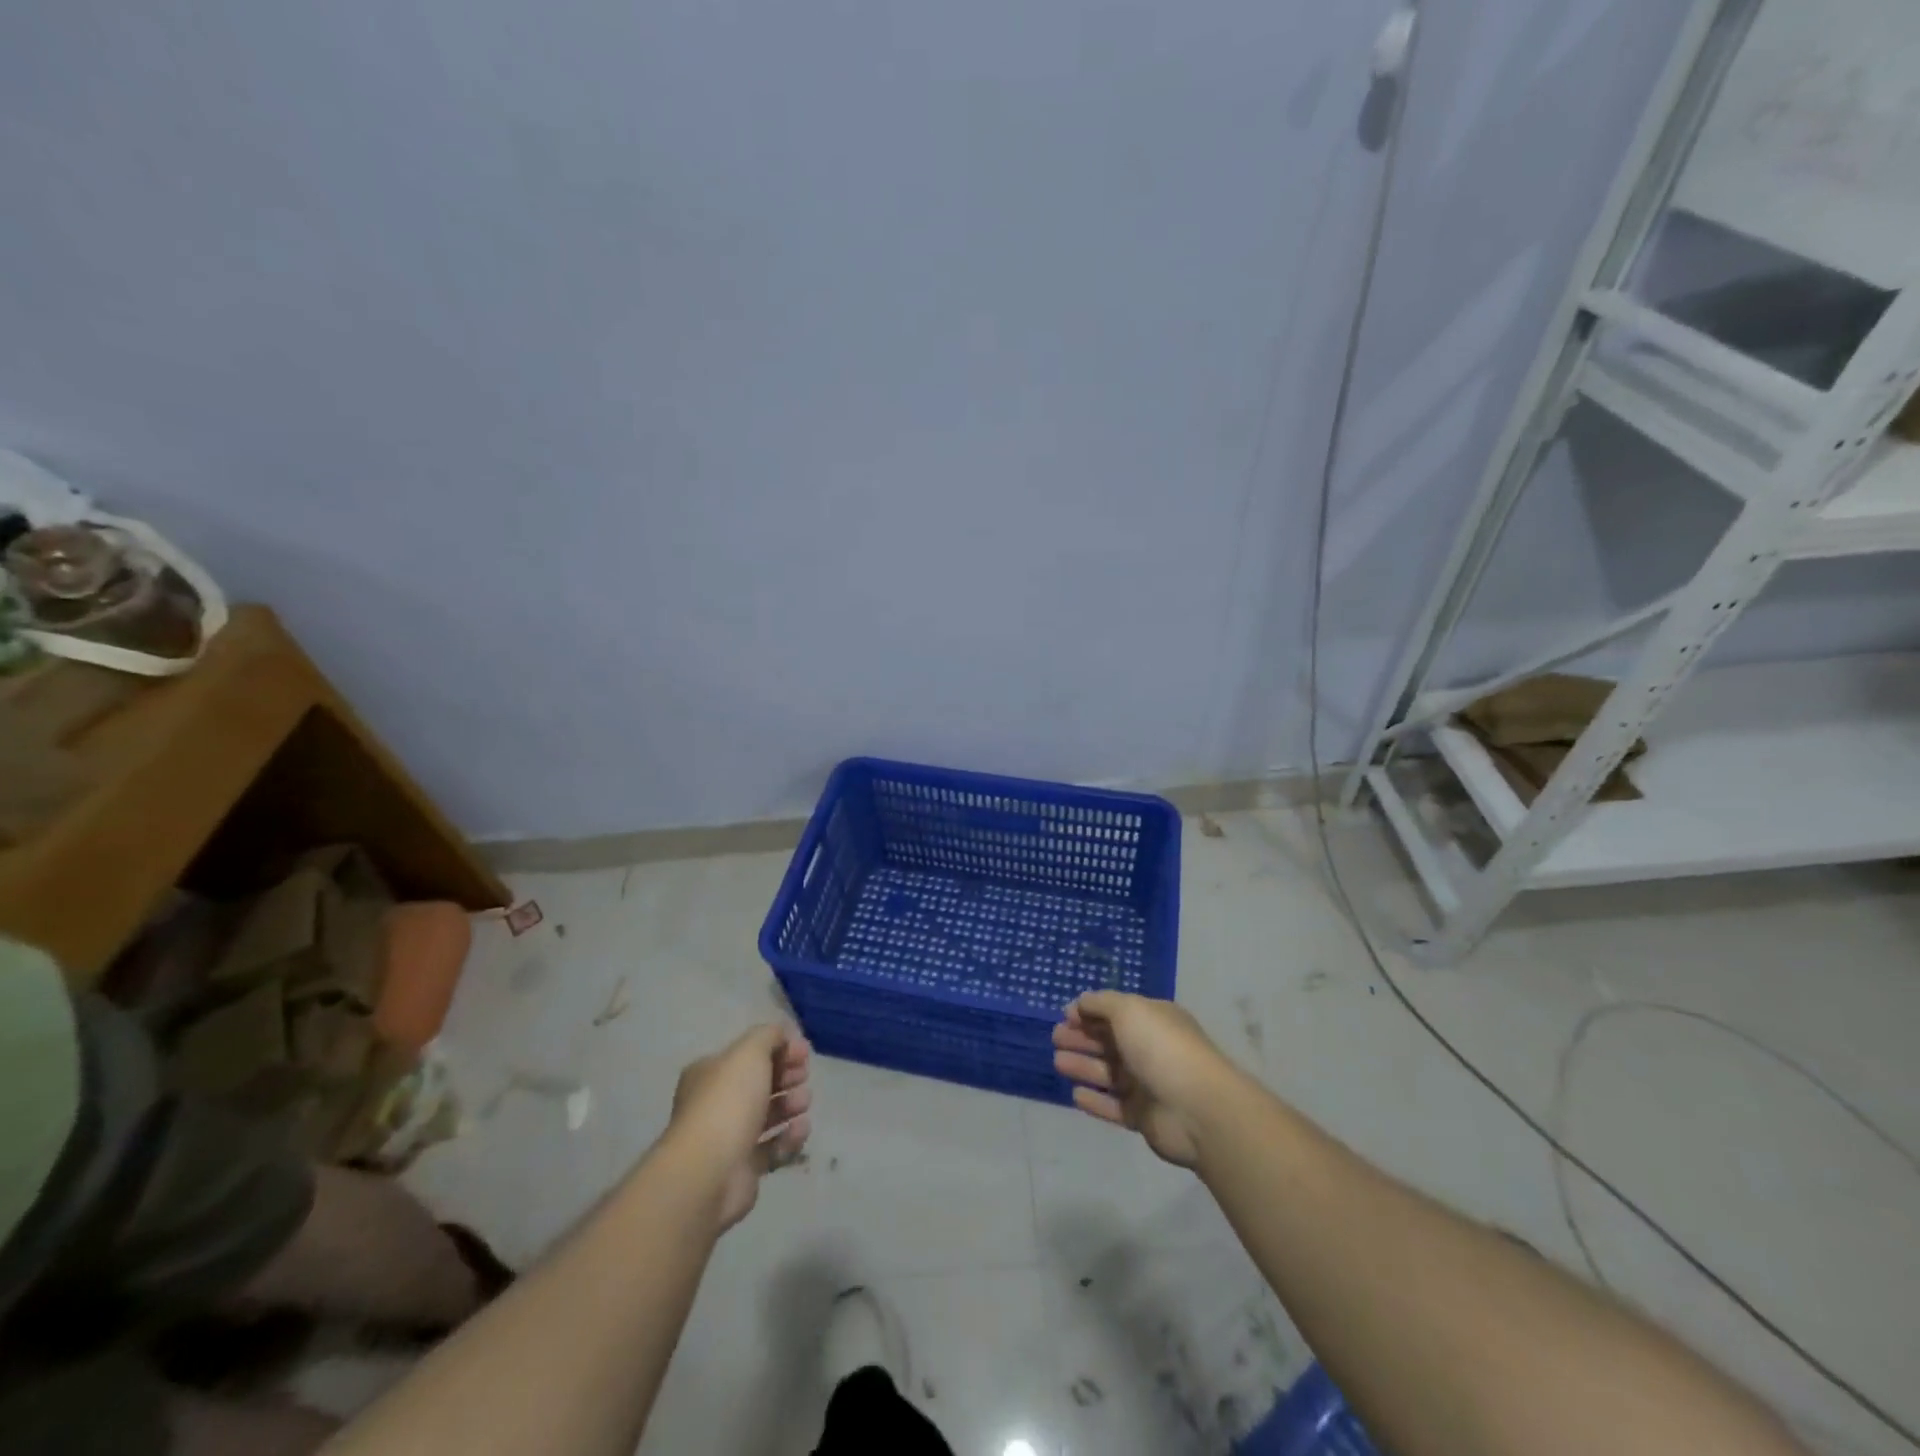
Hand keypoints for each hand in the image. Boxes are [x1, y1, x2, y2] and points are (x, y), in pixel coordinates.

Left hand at [666, 1024, 812, 1230]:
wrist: (709, 1172)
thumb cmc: (728, 1102)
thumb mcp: (750, 1052)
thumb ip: (769, 1036)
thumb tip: (782, 1035)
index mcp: (710, 1073)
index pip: (748, 1055)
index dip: (779, 1049)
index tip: (804, 1053)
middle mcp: (716, 1103)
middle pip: (759, 1084)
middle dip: (786, 1077)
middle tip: (804, 1076)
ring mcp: (728, 1138)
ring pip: (767, 1116)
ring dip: (790, 1105)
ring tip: (803, 1104)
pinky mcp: (743, 1169)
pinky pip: (772, 1148)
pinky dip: (789, 1138)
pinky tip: (800, 1130)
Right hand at [1052, 992, 1230, 1168]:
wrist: (1198, 1109)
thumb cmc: (1162, 1048)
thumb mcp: (1129, 1010)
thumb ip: (1101, 1003)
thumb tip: (1081, 1002)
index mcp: (1153, 1020)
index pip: (1117, 1012)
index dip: (1090, 1012)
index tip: (1065, 1016)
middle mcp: (1151, 1050)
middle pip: (1110, 1042)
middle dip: (1082, 1038)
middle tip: (1055, 1038)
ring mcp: (1149, 1085)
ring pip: (1109, 1074)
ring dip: (1084, 1066)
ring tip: (1058, 1062)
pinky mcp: (1144, 1118)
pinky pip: (1114, 1107)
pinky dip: (1095, 1101)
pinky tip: (1076, 1095)